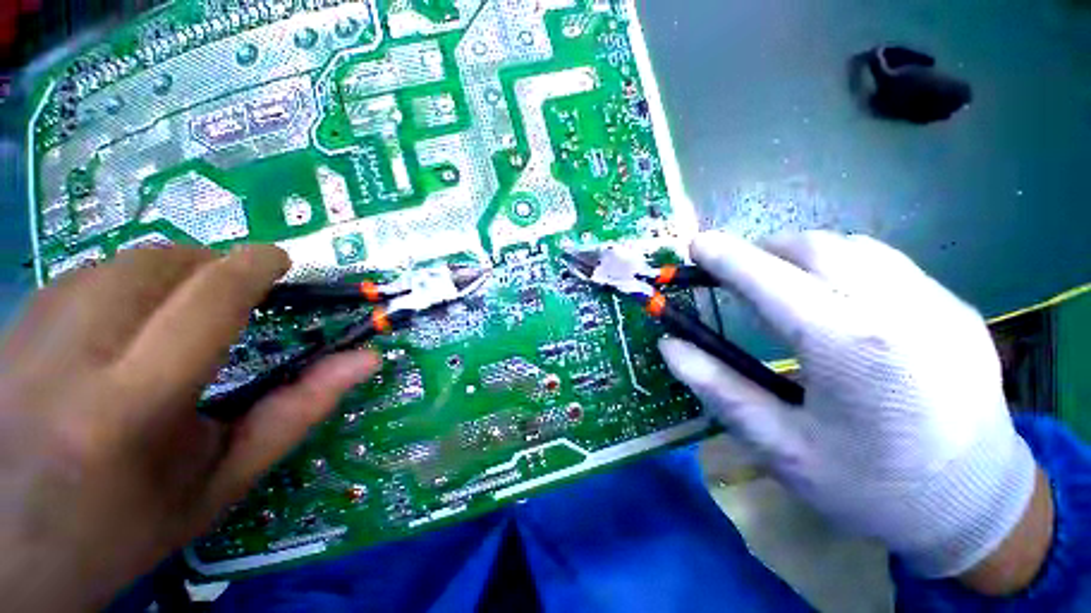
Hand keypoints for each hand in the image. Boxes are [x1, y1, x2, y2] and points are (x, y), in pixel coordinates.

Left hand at [0, 246, 379, 611]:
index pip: (206, 300)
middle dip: (210, 267)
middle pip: (157, 265)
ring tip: (182, 311)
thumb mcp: (221, 482)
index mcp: (129, 407)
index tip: (280, 262)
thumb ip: (297, 412)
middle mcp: (68, 358)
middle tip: (235, 294)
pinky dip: (120, 284)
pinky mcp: (6, 330)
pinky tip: (123, 324)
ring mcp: (24, 337)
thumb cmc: (125, 528)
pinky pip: (79, 277)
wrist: (11, 555)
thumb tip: (365, 359)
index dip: (252, 267)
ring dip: (167, 273)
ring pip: (116, 263)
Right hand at [661, 231, 1042, 584]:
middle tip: (736, 272)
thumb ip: (717, 387)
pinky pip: (887, 263)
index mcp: (850, 348)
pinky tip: (836, 299)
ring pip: (853, 246)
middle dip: (763, 250)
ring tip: (780, 282)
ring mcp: (938, 303)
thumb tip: (670, 345)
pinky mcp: (957, 308)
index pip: (770, 279)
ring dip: (802, 254)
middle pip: (815, 247)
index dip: (726, 257)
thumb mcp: (779, 447)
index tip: (697, 245)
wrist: (975, 509)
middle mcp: (900, 309)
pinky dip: (843, 265)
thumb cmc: (870, 487)